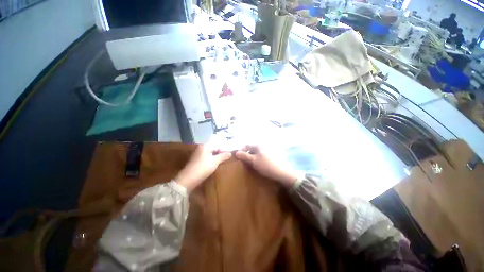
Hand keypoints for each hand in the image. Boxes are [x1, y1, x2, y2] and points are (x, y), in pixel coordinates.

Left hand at [175, 144, 231, 192]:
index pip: (218, 145)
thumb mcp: (215, 161)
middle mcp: (201, 148)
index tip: (229, 155)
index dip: (224, 150)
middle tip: (227, 158)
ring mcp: (198, 154)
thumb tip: (230, 153)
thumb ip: (223, 156)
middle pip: (214, 148)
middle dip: (220, 153)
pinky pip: (207, 157)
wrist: (188, 179)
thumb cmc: (203, 168)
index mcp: (205, 146)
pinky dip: (212, 160)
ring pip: (210, 153)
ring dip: (216, 157)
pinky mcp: (197, 160)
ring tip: (222, 162)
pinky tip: (215, 164)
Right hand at [235, 145, 297, 187]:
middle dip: (245, 154)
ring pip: (255, 152)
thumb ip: (244, 156)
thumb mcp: (253, 161)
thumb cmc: (265, 165)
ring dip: (250, 157)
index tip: (237, 157)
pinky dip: (255, 159)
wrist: (280, 172)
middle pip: (250, 148)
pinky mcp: (269, 155)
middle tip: (242, 161)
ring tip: (248, 164)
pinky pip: (259, 155)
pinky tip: (256, 164)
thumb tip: (236, 152)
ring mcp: (266, 150)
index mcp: (257, 145)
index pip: (246, 145)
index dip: (241, 150)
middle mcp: (261, 145)